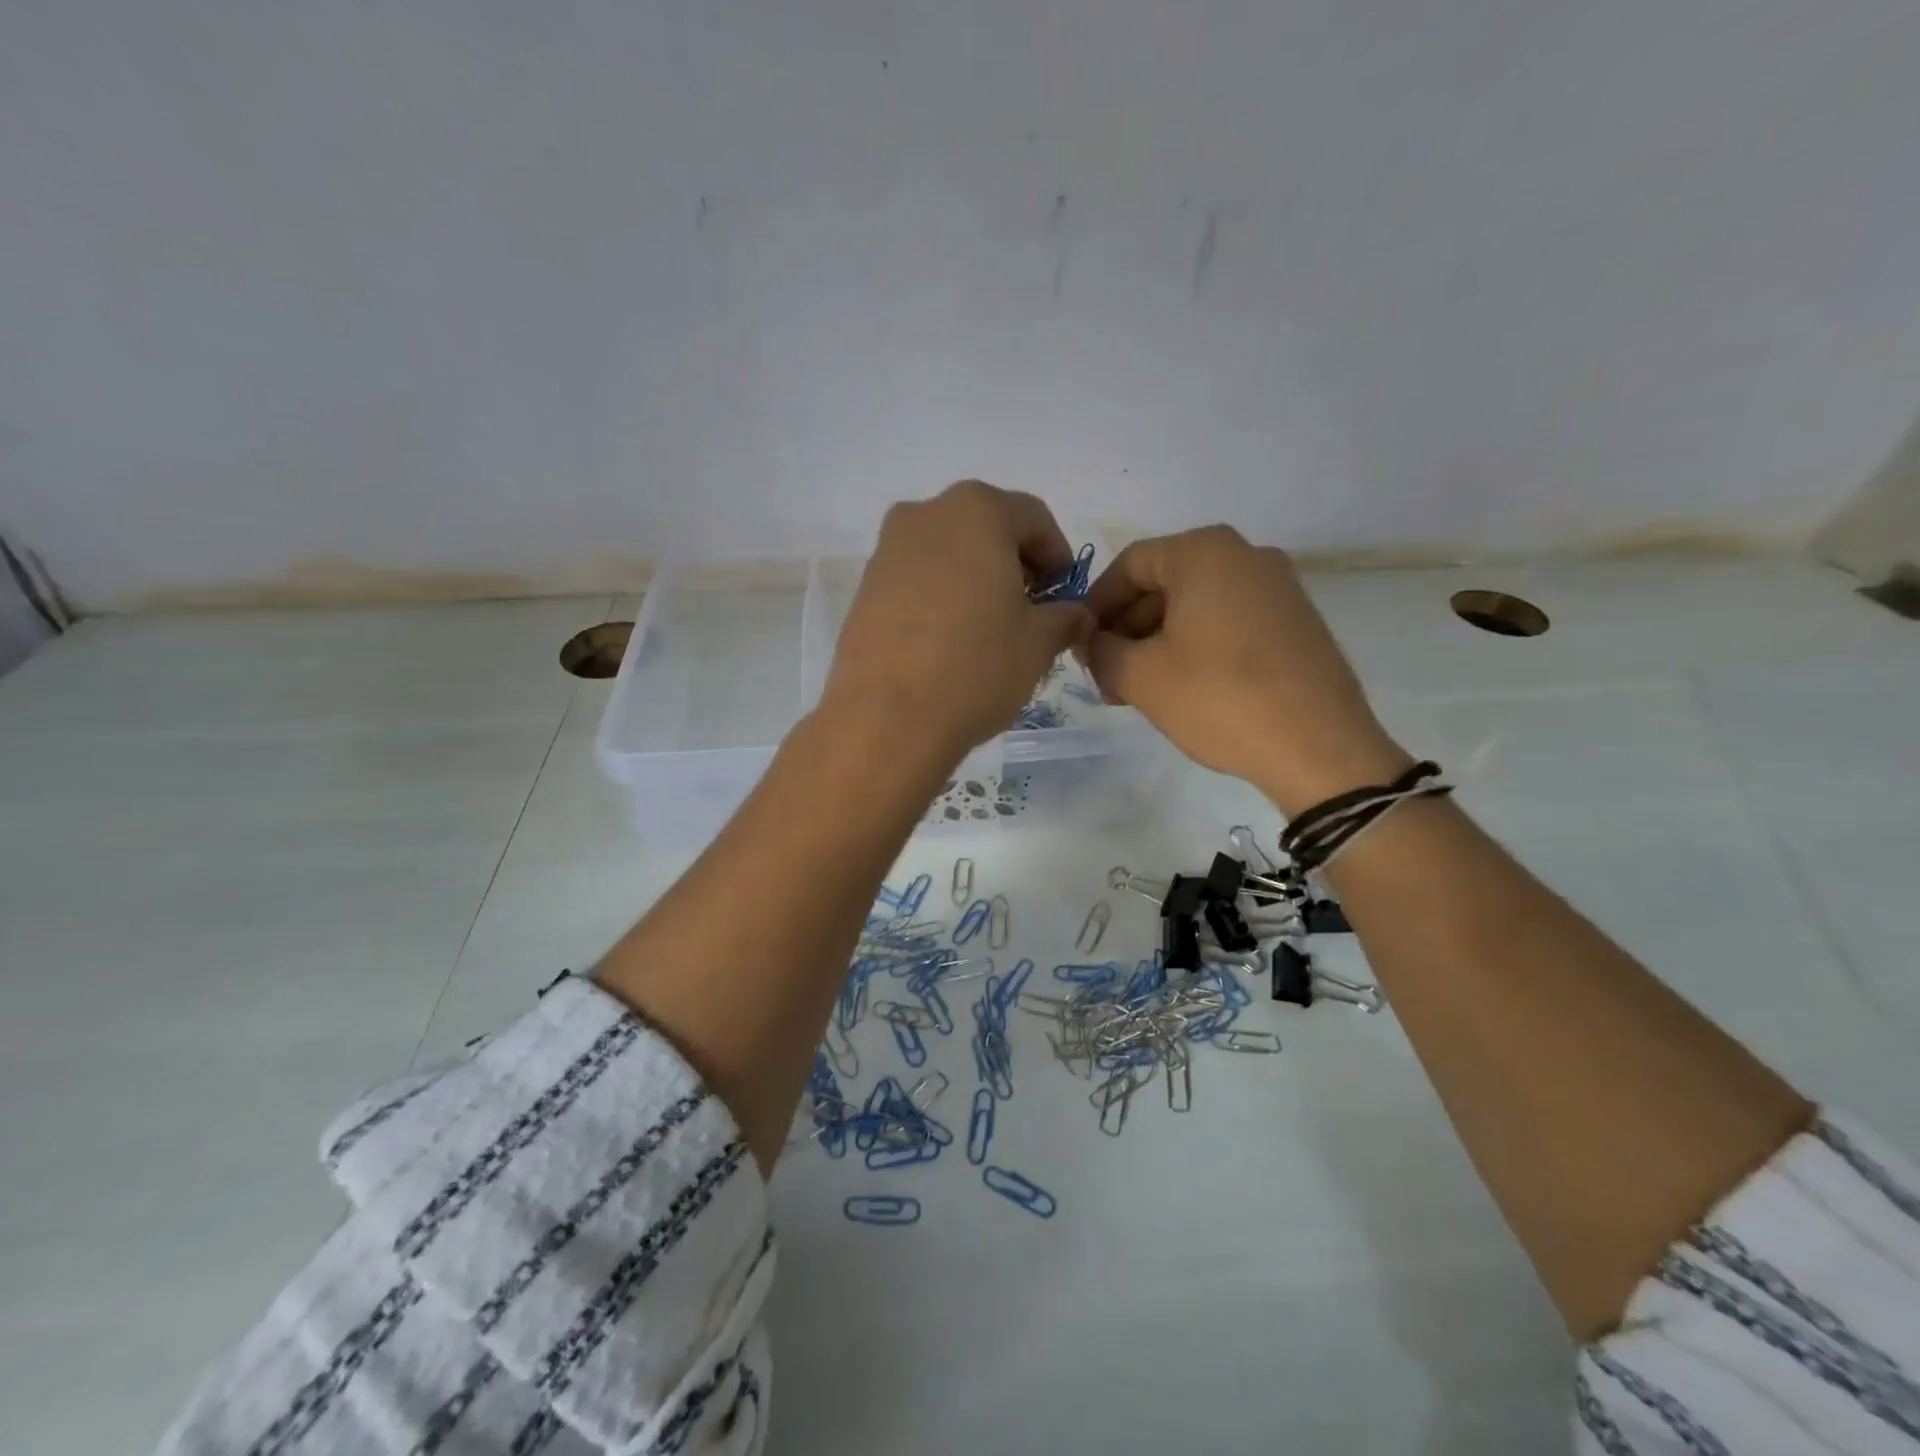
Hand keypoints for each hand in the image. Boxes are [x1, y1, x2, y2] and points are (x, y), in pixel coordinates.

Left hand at [821, 481, 1090, 767]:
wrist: (885, 720)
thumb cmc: (975, 669)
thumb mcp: (1038, 644)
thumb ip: (1064, 617)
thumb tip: (1073, 614)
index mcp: (976, 511)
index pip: (1033, 518)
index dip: (1058, 558)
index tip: (1063, 597)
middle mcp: (925, 514)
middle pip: (986, 529)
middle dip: (1014, 566)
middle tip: (1028, 613)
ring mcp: (887, 550)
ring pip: (948, 554)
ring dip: (975, 581)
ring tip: (987, 631)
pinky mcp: (864, 588)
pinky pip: (916, 580)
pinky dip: (940, 598)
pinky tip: (948, 642)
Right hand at [1080, 525, 1409, 815]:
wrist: (1319, 747)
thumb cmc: (1219, 698)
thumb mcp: (1141, 677)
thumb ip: (1100, 651)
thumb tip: (1091, 642)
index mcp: (1204, 552)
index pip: (1128, 566)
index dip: (1096, 606)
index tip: (1082, 647)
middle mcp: (1245, 554)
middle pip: (1164, 583)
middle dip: (1127, 627)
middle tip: (1107, 675)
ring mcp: (1277, 586)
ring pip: (1196, 604)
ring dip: (1158, 640)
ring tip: (1139, 688)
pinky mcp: (1295, 620)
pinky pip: (1228, 619)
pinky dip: (1196, 645)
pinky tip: (1183, 687)